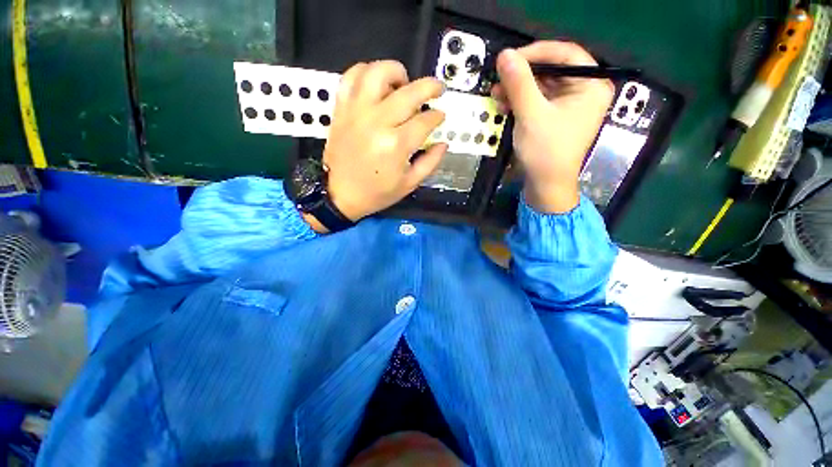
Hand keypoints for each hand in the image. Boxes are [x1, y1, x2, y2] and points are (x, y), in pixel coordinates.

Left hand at [323, 61, 447, 221]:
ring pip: (377, 73)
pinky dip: (364, 71)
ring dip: (395, 71)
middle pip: (410, 91)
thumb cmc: (374, 191)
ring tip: (401, 82)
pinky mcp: (342, 108)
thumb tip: (443, 141)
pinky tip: (375, 81)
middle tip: (435, 89)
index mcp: (395, 145)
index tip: (438, 116)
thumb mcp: (410, 183)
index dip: (437, 115)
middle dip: (431, 86)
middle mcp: (376, 122)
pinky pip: (350, 78)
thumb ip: (432, 161)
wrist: (337, 194)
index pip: (426, 118)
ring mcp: (356, 112)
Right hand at [491, 41, 613, 212]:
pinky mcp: (561, 104)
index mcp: (593, 87)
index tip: (513, 58)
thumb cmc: (548, 152)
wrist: (548, 184)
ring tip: (498, 94)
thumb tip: (505, 53)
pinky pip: (540, 88)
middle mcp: (587, 87)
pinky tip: (505, 103)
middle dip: (525, 70)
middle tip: (501, 76)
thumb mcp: (532, 113)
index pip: (568, 52)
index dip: (539, 50)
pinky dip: (521, 92)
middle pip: (554, 61)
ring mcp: (574, 96)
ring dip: (518, 82)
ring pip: (543, 74)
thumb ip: (519, 81)